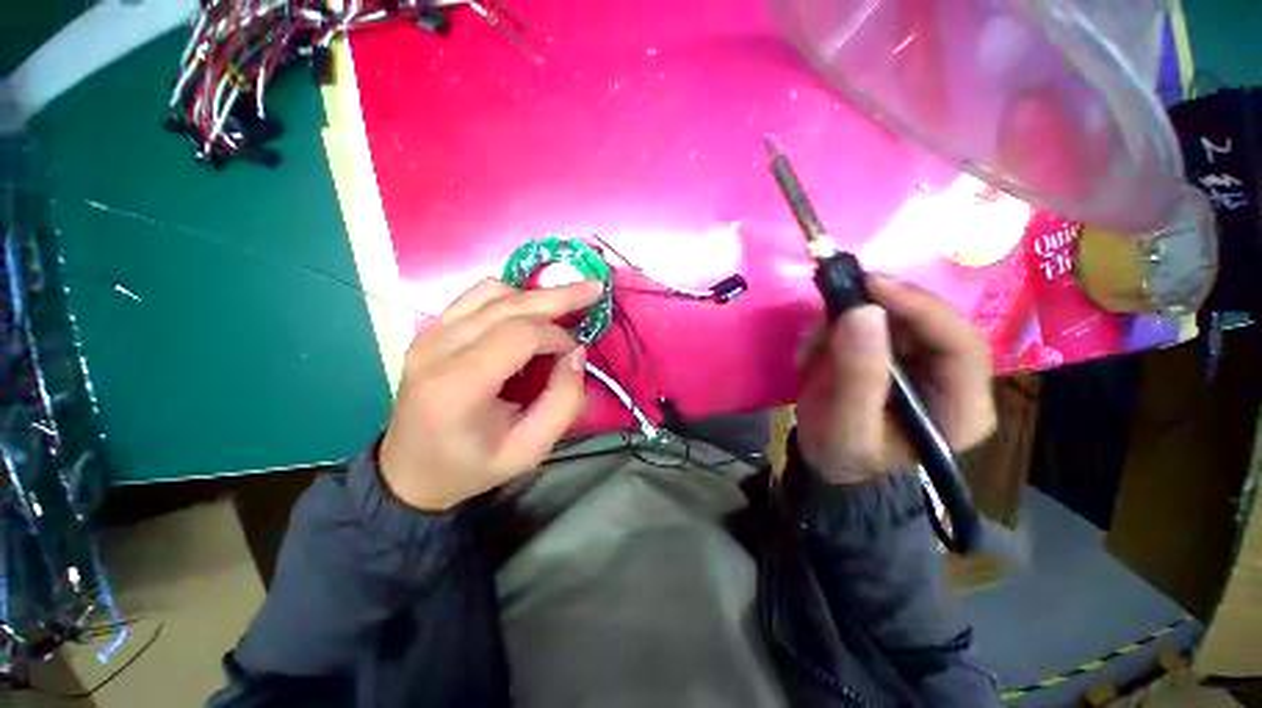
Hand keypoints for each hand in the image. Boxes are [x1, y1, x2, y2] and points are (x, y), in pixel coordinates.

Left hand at [378, 278, 599, 510]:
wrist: (410, 472)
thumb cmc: (472, 466)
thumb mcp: (530, 449)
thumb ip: (564, 402)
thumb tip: (577, 353)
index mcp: (459, 384)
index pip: (521, 333)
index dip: (557, 337)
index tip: (573, 356)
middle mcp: (438, 348)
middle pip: (509, 303)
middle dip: (559, 296)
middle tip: (594, 289)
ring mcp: (430, 333)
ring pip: (493, 291)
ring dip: (534, 297)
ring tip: (561, 309)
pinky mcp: (431, 330)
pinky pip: (477, 296)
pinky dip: (511, 297)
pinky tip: (528, 312)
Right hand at [796, 276, 995, 485]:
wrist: (828, 458)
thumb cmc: (842, 452)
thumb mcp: (845, 423)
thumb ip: (857, 374)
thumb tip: (863, 311)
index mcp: (962, 409)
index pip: (961, 345)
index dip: (921, 309)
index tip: (870, 286)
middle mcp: (955, 380)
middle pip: (931, 323)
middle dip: (878, 310)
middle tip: (832, 304)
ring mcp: (928, 364)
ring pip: (900, 317)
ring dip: (852, 319)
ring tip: (815, 344)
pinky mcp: (902, 354)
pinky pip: (878, 322)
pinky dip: (844, 325)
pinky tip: (819, 347)